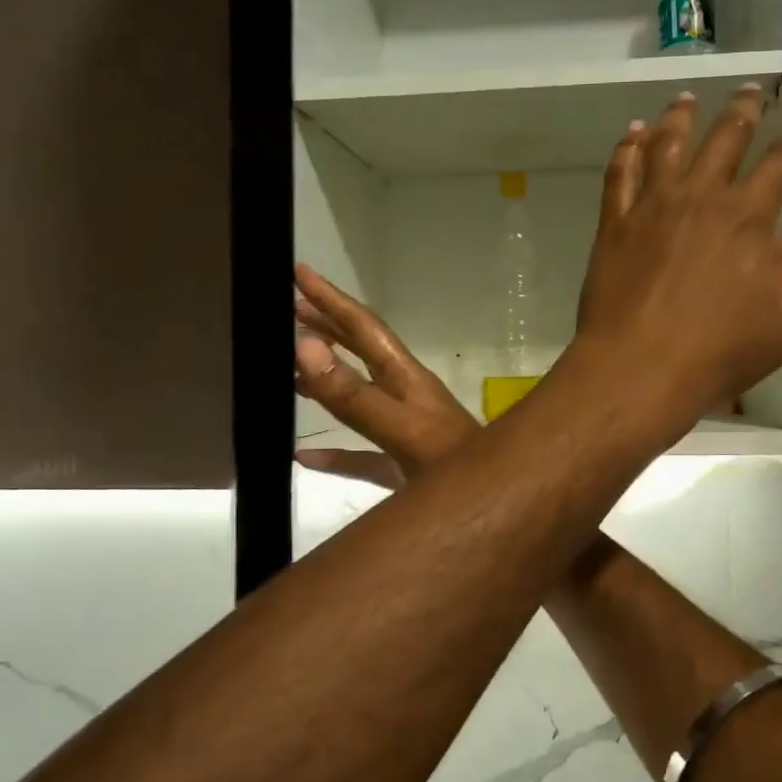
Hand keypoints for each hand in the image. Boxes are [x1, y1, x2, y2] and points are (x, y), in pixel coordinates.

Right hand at [294, 264, 478, 485]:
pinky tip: (305, 456)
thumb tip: (306, 345)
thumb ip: (355, 395)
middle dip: (328, 326)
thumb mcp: (402, 430)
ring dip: (328, 379)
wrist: (493, 509)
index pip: (364, 328)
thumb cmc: (455, 467)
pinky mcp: (402, 466)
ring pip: (359, 396)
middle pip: (361, 352)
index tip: (299, 272)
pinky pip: (359, 453)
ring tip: (290, 367)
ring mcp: (404, 431)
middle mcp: (405, 396)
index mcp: (407, 378)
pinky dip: (333, 453)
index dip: (332, 299)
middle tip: (289, 306)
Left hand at [570, 86, 781, 444]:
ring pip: (669, 143)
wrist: (640, 366)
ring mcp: (652, 205)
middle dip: (744, 108)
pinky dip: (629, 147)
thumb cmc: (719, 352)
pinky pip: (621, 172)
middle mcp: (701, 197)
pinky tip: (634, 134)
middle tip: (752, 89)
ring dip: (681, 115)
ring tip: (686, 98)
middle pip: (726, 137)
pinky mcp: (615, 223)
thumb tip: (774, 249)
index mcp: (749, 217)